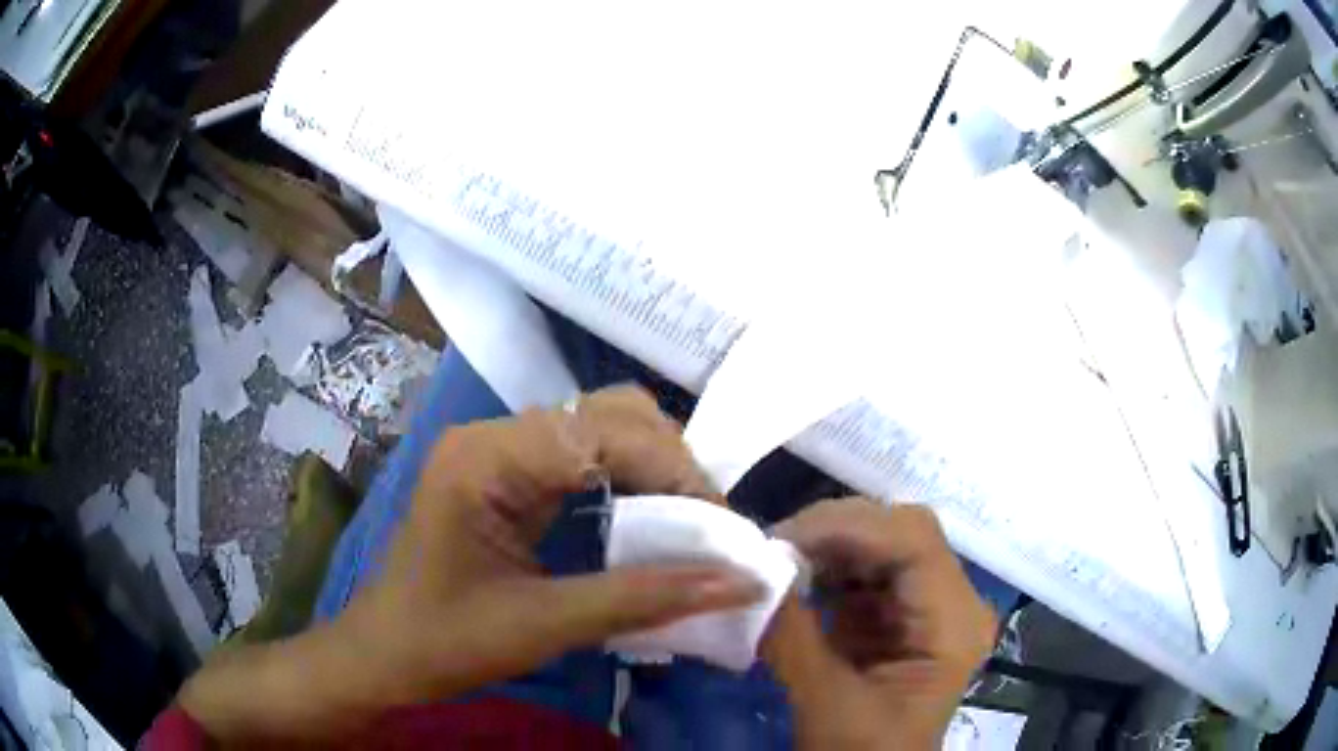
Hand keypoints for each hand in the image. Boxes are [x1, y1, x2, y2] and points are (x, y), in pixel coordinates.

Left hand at [342, 385, 761, 699]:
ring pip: (600, 427)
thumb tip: (740, 584)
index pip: (603, 433)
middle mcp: (495, 435)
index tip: (722, 528)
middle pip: (606, 414)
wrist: (385, 654)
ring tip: (691, 522)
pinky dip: (628, 480)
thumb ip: (643, 599)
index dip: (674, 472)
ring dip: (654, 468)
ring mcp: (500, 450)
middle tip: (710, 526)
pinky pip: (583, 456)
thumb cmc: (445, 642)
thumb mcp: (544, 625)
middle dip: (670, 463)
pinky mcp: (508, 473)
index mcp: (487, 458)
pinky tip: (651, 517)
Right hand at [762, 499, 995, 749]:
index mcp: (954, 625)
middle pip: (904, 532)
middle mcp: (955, 602)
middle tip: (774, 546)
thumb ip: (791, 635)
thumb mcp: (826, 701)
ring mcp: (933, 605)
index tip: (781, 539)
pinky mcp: (906, 613)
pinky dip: (832, 566)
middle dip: (836, 530)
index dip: (848, 527)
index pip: (914, 542)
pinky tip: (798, 577)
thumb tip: (751, 571)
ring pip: (887, 542)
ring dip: (831, 545)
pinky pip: (872, 570)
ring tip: (779, 559)